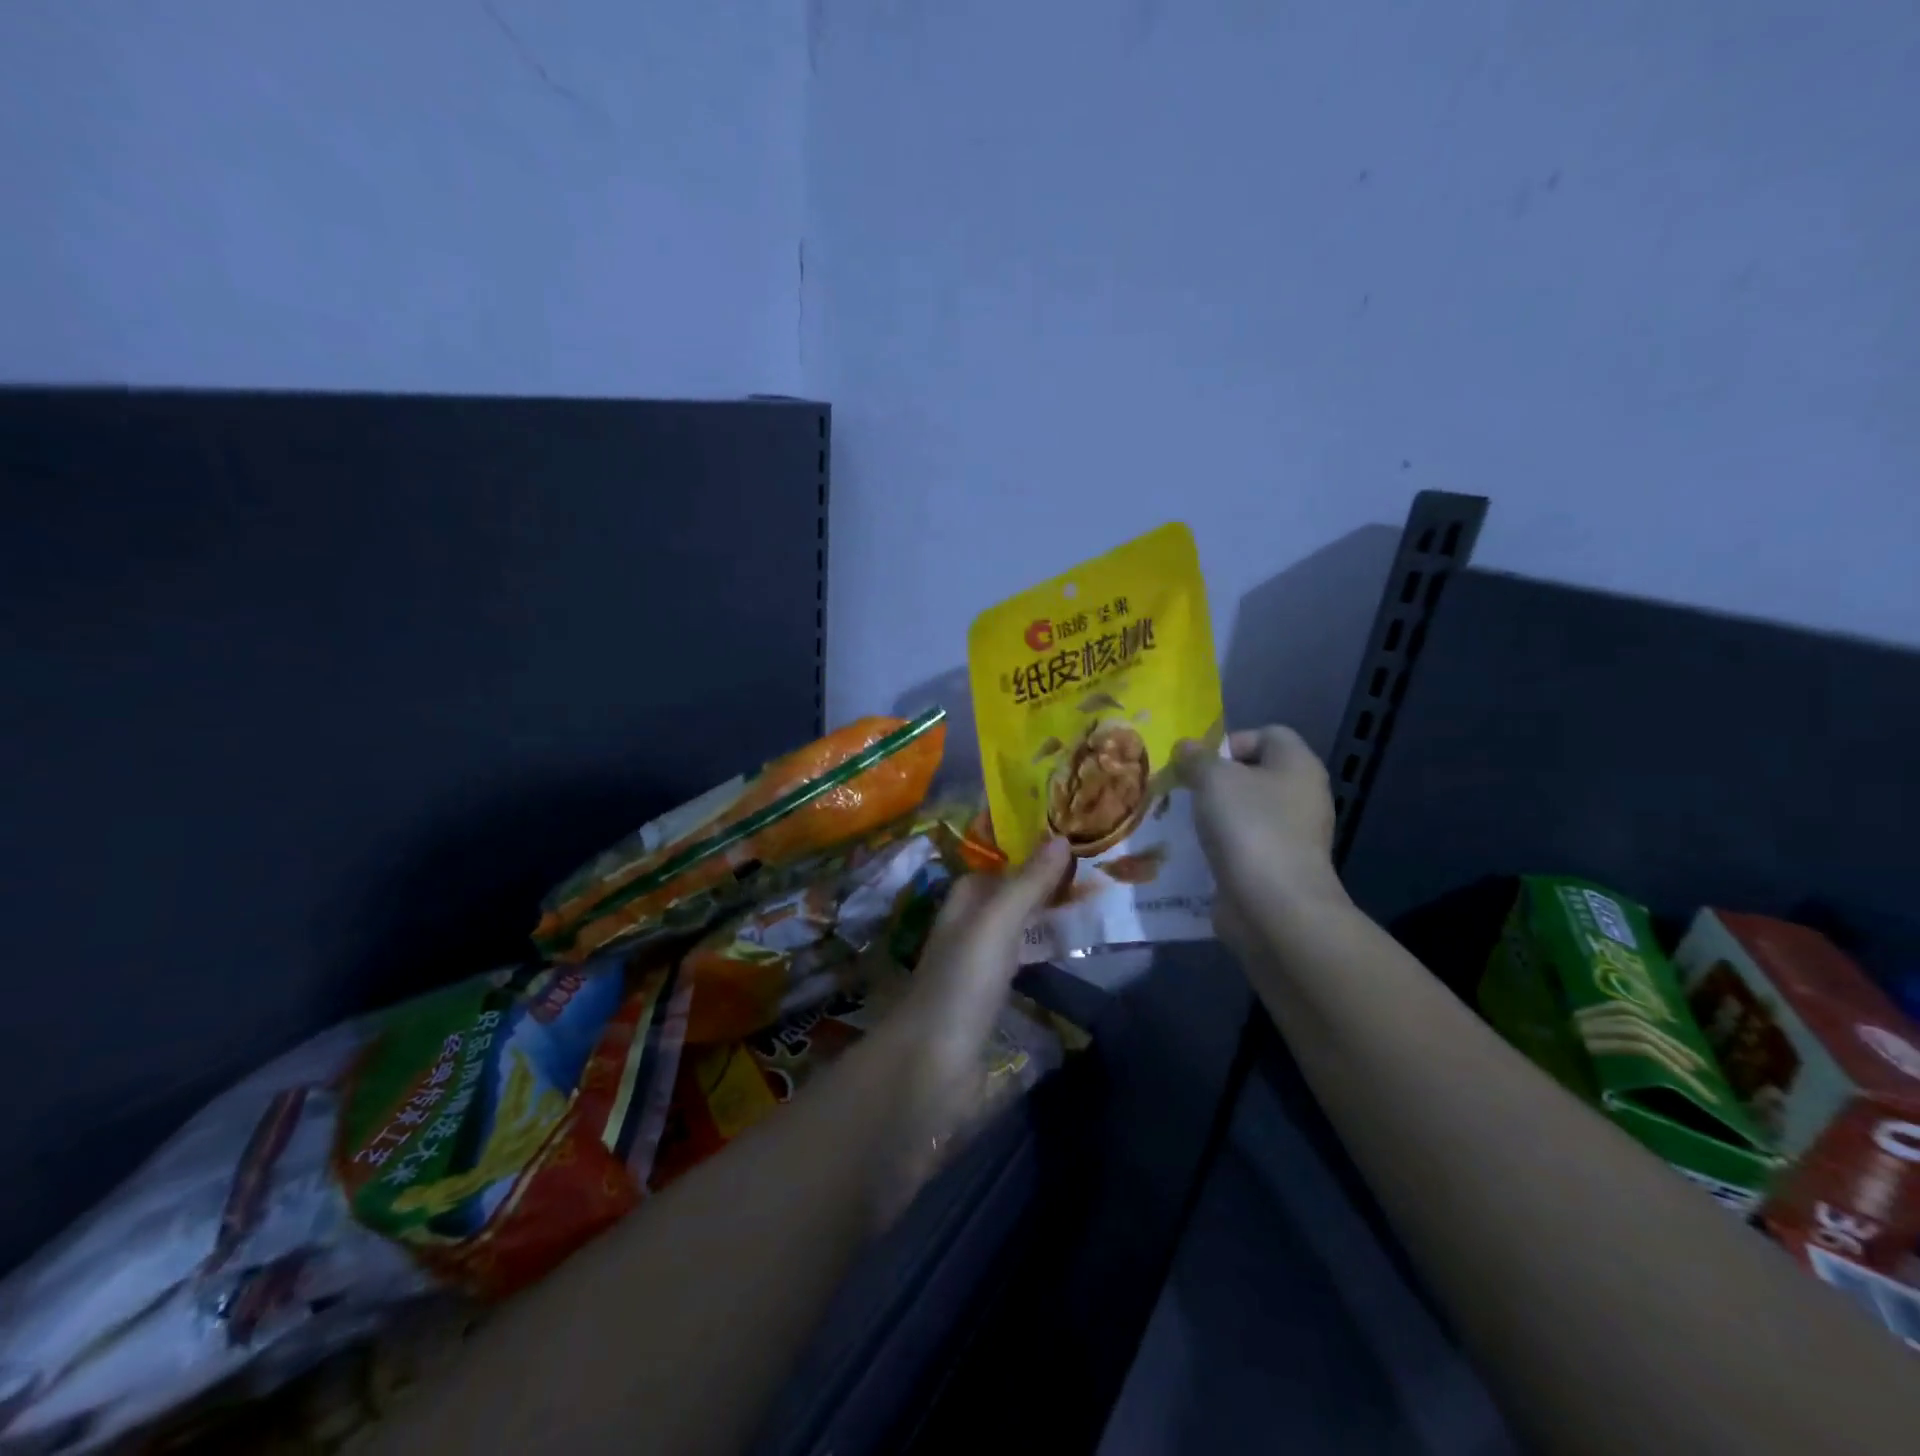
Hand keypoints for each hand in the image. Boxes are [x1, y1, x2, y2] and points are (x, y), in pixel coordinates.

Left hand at [873, 838, 1071, 1218]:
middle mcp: (967, 934)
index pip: (992, 872)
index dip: (1024, 858)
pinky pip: (1022, 974)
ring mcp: (977, 974)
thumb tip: (1061, 837)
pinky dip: (1044, 963)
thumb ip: (1027, 883)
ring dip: (1045, 927)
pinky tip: (1071, 967)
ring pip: (1015, 938)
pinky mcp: (990, 1010)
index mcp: (962, 907)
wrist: (933, 1064)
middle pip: (1006, 903)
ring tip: (1094, 918)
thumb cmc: (962, 981)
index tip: (1069, 849)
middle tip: (1094, 883)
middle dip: (1041, 892)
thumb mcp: (997, 922)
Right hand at [1176, 726, 1345, 960]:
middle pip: (1254, 774)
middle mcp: (1302, 796)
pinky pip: (1243, 845)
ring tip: (1184, 822)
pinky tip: (1196, 853)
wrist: (1274, 907)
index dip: (1230, 741)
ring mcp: (1293, 835)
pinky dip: (1221, 847)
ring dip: (1214, 816)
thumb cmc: (1249, 828)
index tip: (1198, 763)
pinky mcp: (1277, 868)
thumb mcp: (1214, 779)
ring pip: (1246, 812)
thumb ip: (1196, 759)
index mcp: (1298, 765)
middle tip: (1183, 791)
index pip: (1267, 734)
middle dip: (1215, 781)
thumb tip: (1186, 747)